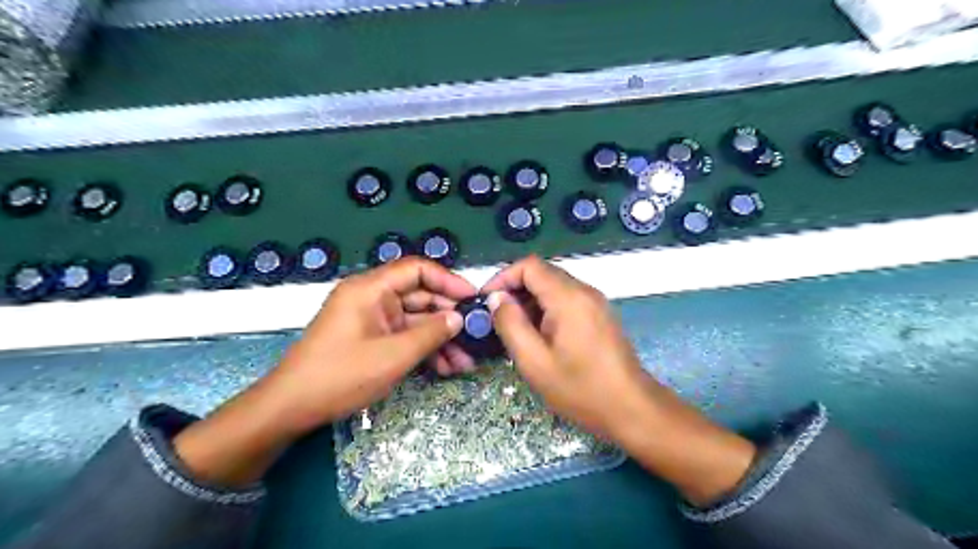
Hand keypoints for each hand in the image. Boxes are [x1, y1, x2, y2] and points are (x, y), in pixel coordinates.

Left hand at [179, 259, 476, 486]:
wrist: (291, 408)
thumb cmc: (341, 376)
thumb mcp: (393, 356)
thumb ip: (430, 333)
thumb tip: (459, 318)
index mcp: (370, 289)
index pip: (417, 269)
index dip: (448, 281)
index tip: (473, 298)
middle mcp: (372, 298)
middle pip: (419, 296)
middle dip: (448, 318)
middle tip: (476, 337)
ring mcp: (372, 319)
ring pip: (415, 320)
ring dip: (440, 339)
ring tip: (465, 362)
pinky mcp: (372, 338)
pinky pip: (404, 336)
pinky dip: (424, 349)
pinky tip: (445, 368)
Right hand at [485, 257, 750, 505]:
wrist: (631, 408)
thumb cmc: (580, 389)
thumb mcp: (535, 362)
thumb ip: (511, 324)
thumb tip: (496, 299)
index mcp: (568, 297)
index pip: (529, 265)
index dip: (503, 277)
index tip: (486, 301)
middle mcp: (584, 291)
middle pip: (542, 273)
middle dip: (515, 290)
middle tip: (497, 319)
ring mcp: (595, 302)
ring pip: (553, 286)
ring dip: (530, 301)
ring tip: (515, 330)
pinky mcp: (599, 314)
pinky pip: (566, 300)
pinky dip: (546, 309)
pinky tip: (539, 336)